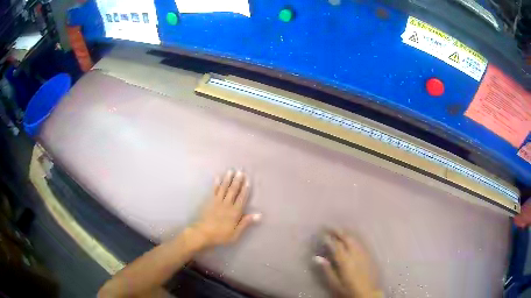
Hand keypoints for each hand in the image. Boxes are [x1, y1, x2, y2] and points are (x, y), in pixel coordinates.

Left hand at [188, 170, 260, 248]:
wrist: (203, 233)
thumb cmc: (221, 235)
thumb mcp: (236, 233)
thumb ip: (245, 222)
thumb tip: (259, 215)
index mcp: (234, 212)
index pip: (241, 198)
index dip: (245, 189)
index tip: (247, 180)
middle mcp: (227, 204)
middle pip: (233, 191)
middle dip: (237, 181)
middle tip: (240, 171)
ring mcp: (217, 202)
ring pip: (224, 188)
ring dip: (227, 179)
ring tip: (231, 171)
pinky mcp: (210, 202)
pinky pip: (214, 191)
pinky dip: (216, 184)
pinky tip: (217, 177)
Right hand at [314, 230, 380, 297]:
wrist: (367, 293)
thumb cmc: (348, 289)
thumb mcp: (334, 283)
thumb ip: (327, 269)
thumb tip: (316, 257)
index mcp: (345, 261)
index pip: (336, 245)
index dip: (328, 238)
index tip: (322, 233)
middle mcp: (355, 254)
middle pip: (347, 238)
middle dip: (338, 231)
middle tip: (329, 226)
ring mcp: (363, 253)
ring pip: (355, 239)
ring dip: (346, 233)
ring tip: (339, 229)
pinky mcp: (369, 255)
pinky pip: (361, 242)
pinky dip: (354, 237)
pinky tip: (351, 237)